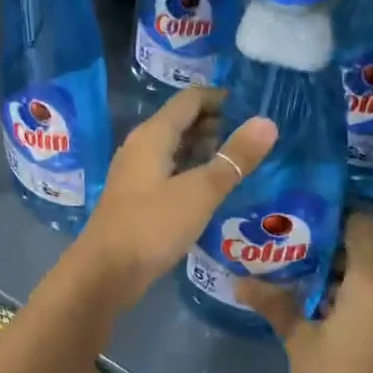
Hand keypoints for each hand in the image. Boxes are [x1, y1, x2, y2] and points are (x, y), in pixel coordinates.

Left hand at [71, 88, 276, 310]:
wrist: (105, 273)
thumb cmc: (152, 226)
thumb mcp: (200, 191)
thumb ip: (234, 157)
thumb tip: (267, 122)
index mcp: (153, 135)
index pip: (191, 99)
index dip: (223, 99)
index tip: (257, 107)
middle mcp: (142, 147)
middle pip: (184, 122)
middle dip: (219, 125)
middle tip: (258, 139)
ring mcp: (138, 174)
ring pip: (178, 150)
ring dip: (208, 152)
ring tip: (247, 162)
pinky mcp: (140, 199)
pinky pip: (172, 174)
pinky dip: (195, 174)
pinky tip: (218, 189)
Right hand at [239, 214, 372, 372]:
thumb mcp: (297, 338)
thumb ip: (273, 304)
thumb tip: (239, 280)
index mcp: (369, 285)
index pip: (367, 230)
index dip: (344, 218)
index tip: (315, 219)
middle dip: (351, 247)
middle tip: (313, 250)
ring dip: (357, 274)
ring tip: (315, 279)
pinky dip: (364, 296)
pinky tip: (330, 310)